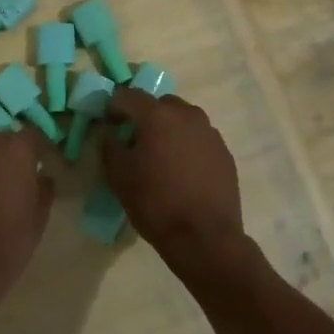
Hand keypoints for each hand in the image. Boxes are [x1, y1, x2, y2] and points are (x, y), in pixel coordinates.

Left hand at [0, 129, 55, 308]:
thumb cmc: (10, 239)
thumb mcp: (40, 216)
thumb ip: (44, 188)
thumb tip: (42, 176)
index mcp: (16, 150)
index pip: (33, 134)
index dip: (39, 147)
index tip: (43, 160)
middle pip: (2, 140)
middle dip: (9, 154)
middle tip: (15, 178)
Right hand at [100, 90, 247, 277]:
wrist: (205, 237)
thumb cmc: (156, 203)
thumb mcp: (119, 175)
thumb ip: (110, 145)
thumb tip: (110, 131)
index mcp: (158, 115)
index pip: (129, 95)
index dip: (114, 106)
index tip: (109, 123)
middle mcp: (187, 114)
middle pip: (160, 104)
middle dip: (145, 116)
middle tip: (136, 141)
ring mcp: (210, 132)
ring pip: (183, 119)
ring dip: (169, 130)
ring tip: (162, 157)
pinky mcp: (224, 152)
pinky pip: (199, 138)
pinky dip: (188, 146)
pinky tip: (183, 171)